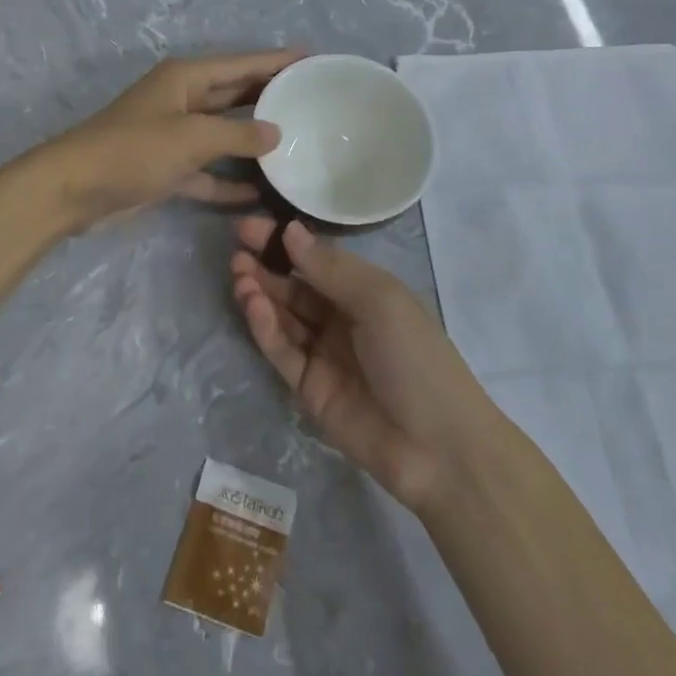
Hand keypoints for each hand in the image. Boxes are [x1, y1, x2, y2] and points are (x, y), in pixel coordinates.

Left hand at [39, 50, 302, 229]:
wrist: (74, 189)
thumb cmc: (134, 150)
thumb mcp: (191, 137)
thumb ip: (237, 134)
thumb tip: (276, 133)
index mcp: (186, 78)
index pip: (241, 64)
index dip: (275, 60)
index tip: (311, 58)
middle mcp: (182, 100)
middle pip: (234, 95)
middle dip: (269, 97)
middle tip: (311, 99)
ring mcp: (173, 136)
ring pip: (223, 134)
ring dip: (253, 141)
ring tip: (296, 142)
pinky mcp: (167, 168)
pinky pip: (208, 170)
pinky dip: (229, 180)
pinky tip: (260, 193)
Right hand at [231, 217, 488, 512]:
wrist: (438, 448)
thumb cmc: (416, 358)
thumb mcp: (379, 300)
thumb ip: (330, 268)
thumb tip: (290, 229)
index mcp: (366, 292)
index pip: (317, 259)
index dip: (285, 243)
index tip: (250, 227)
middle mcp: (342, 318)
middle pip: (295, 286)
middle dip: (266, 266)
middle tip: (237, 249)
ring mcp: (324, 354)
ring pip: (283, 316)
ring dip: (261, 293)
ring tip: (239, 274)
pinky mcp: (308, 388)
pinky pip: (282, 350)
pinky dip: (265, 327)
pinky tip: (253, 305)